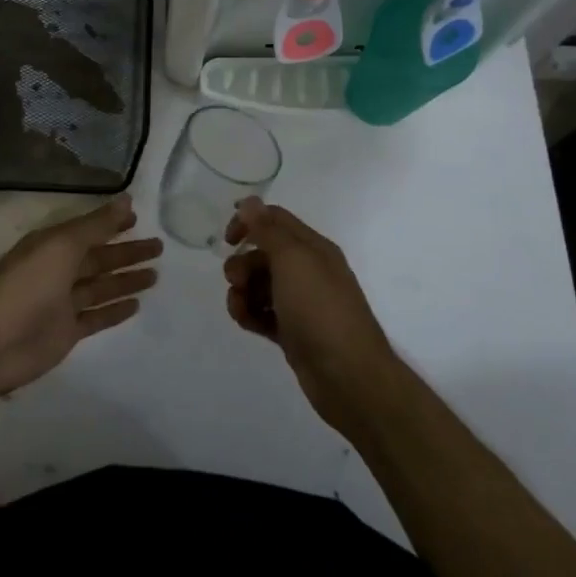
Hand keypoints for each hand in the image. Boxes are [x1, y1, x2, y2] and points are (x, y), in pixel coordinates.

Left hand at [0, 196, 161, 406]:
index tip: (139, 217)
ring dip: (125, 280)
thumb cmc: (26, 286)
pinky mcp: (66, 332)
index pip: (88, 230)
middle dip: (126, 252)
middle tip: (159, 247)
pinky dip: (114, 310)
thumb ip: (95, 225)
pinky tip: (136, 305)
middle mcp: (56, 270)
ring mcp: (61, 303)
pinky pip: (96, 316)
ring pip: (100, 287)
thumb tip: (126, 198)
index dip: (112, 224)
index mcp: (51, 245)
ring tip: (155, 275)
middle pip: (98, 258)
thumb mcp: (61, 246)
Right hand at [223, 198, 403, 432]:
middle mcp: (309, 271)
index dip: (249, 222)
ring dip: (242, 292)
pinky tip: (246, 323)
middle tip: (235, 281)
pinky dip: (251, 314)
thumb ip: (268, 230)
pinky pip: (264, 313)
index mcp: (313, 248)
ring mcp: (302, 303)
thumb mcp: (293, 261)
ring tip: (240, 309)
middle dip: (242, 264)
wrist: (348, 375)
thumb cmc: (320, 309)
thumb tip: (250, 201)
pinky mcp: (293, 331)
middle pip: (264, 254)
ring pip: (260, 285)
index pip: (276, 220)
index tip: (227, 239)